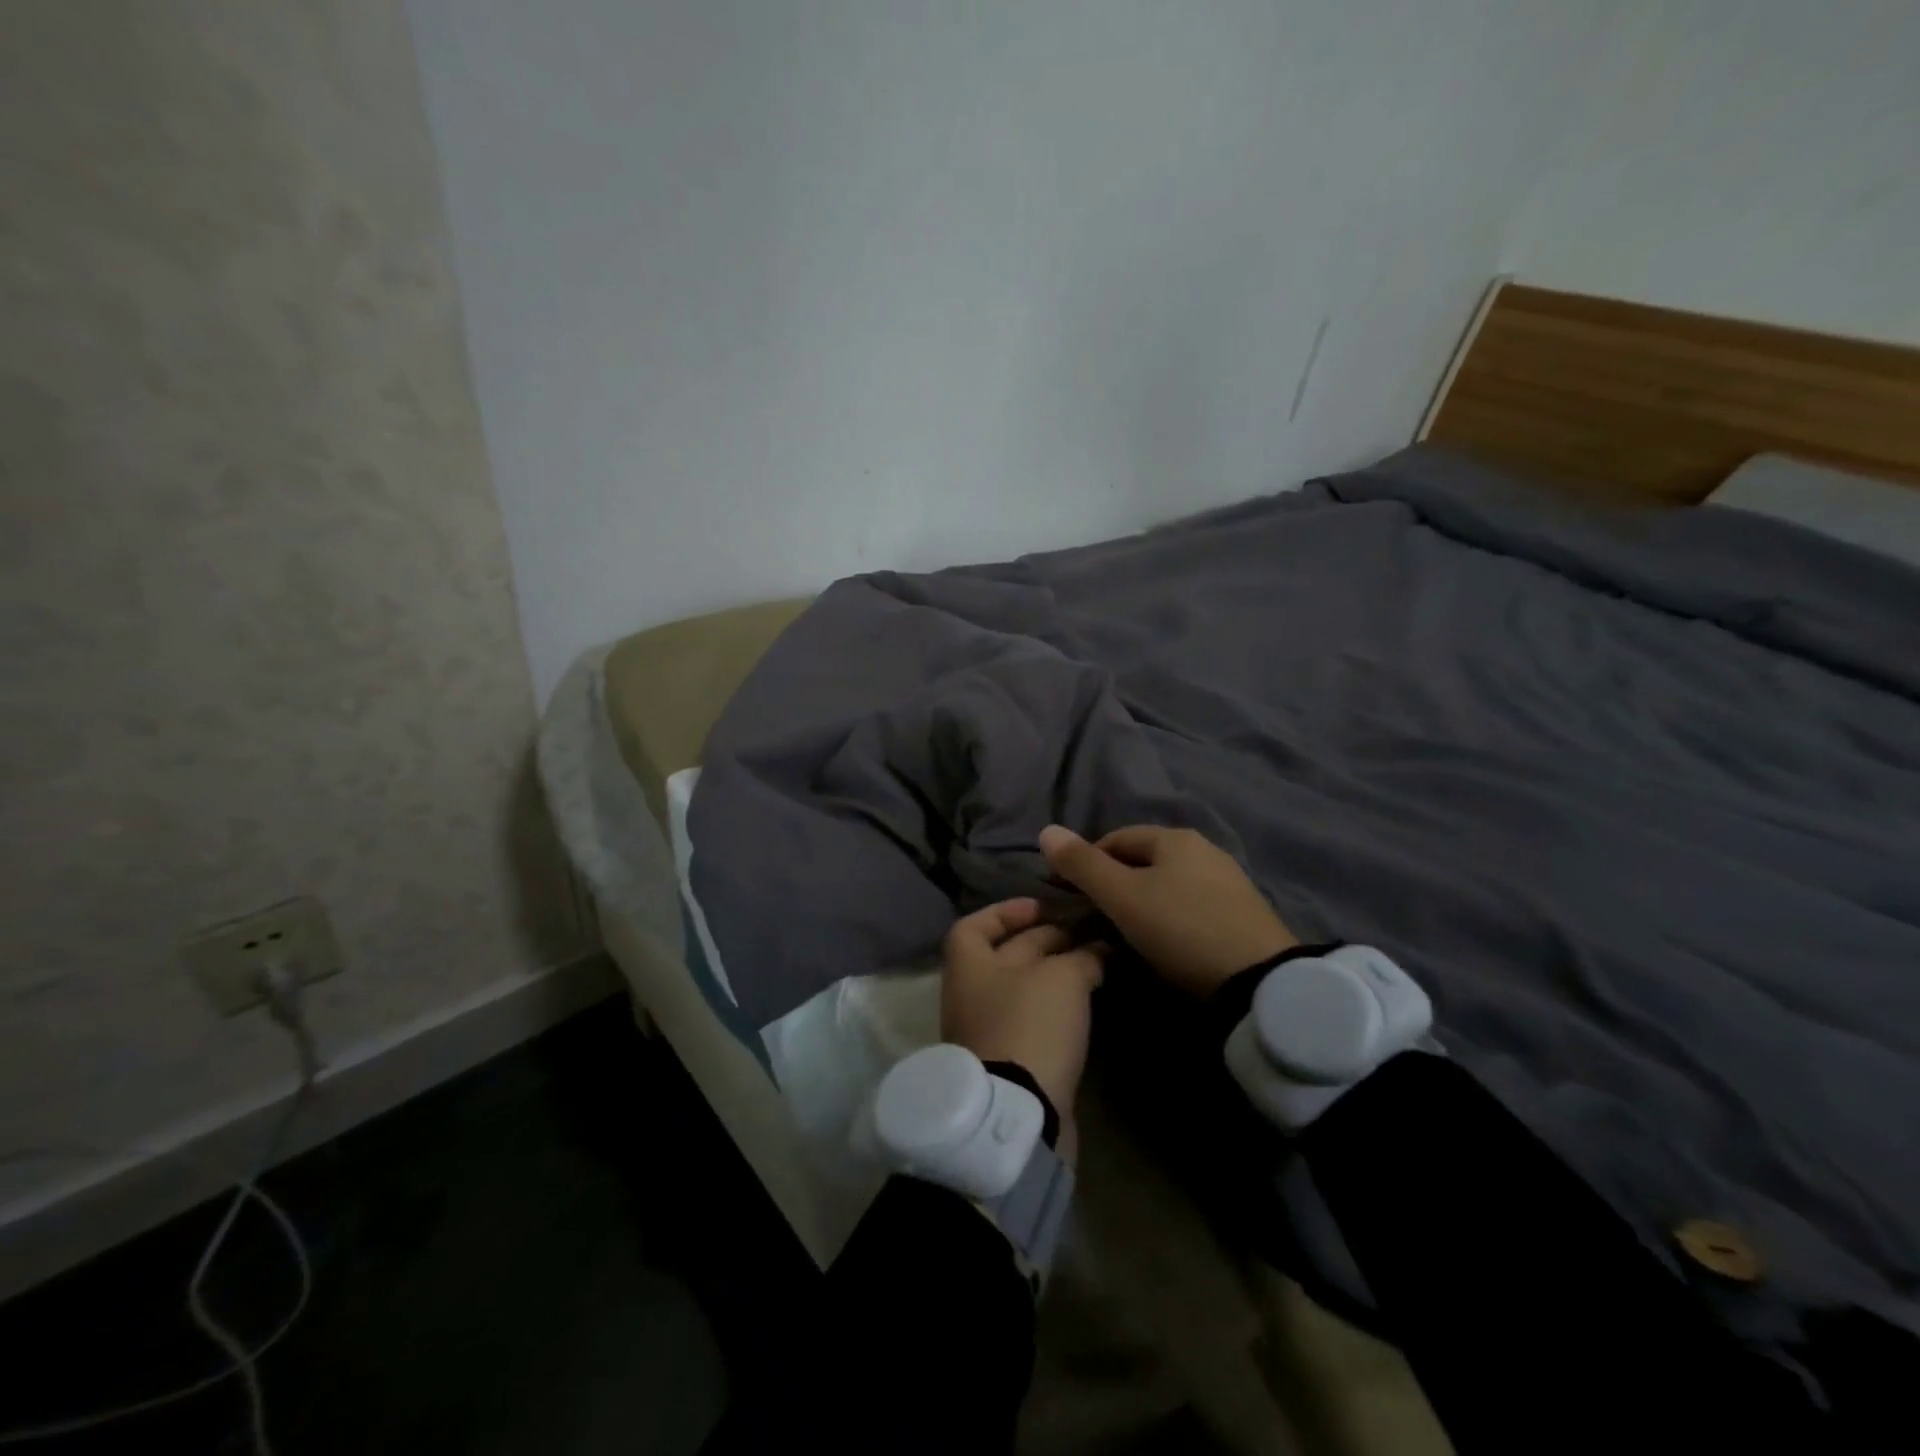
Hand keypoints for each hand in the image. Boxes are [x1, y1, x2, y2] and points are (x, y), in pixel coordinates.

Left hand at [942, 898, 1104, 1156]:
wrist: (1019, 1111)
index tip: (1044, 907)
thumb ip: (1082, 956)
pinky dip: (1058, 1005)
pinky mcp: (1012, 1060)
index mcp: (969, 964)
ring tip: (1097, 962)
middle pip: (1008, 954)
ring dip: (1057, 973)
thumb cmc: (1029, 1024)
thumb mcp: (1062, 978)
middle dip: (1047, 939)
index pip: (976, 924)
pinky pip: (1034, 1019)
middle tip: (1090, 932)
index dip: (1007, 911)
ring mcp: (990, 1029)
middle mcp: (973, 993)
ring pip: (1025, 988)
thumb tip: (1099, 950)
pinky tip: (1088, 1000)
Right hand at [1038, 824, 1296, 997]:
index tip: (1067, 893)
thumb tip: (1046, 830)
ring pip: (1167, 883)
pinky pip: (1190, 904)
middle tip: (1093, 915)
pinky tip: (1164, 941)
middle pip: (1143, 860)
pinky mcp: (1242, 913)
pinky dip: (1168, 916)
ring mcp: (1228, 881)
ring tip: (1124, 931)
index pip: (1115, 838)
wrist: (1259, 981)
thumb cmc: (1181, 929)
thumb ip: (1082, 865)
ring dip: (1141, 900)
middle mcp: (1204, 849)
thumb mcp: (1122, 897)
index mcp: (1175, 838)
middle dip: (1114, 881)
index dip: (1085, 861)